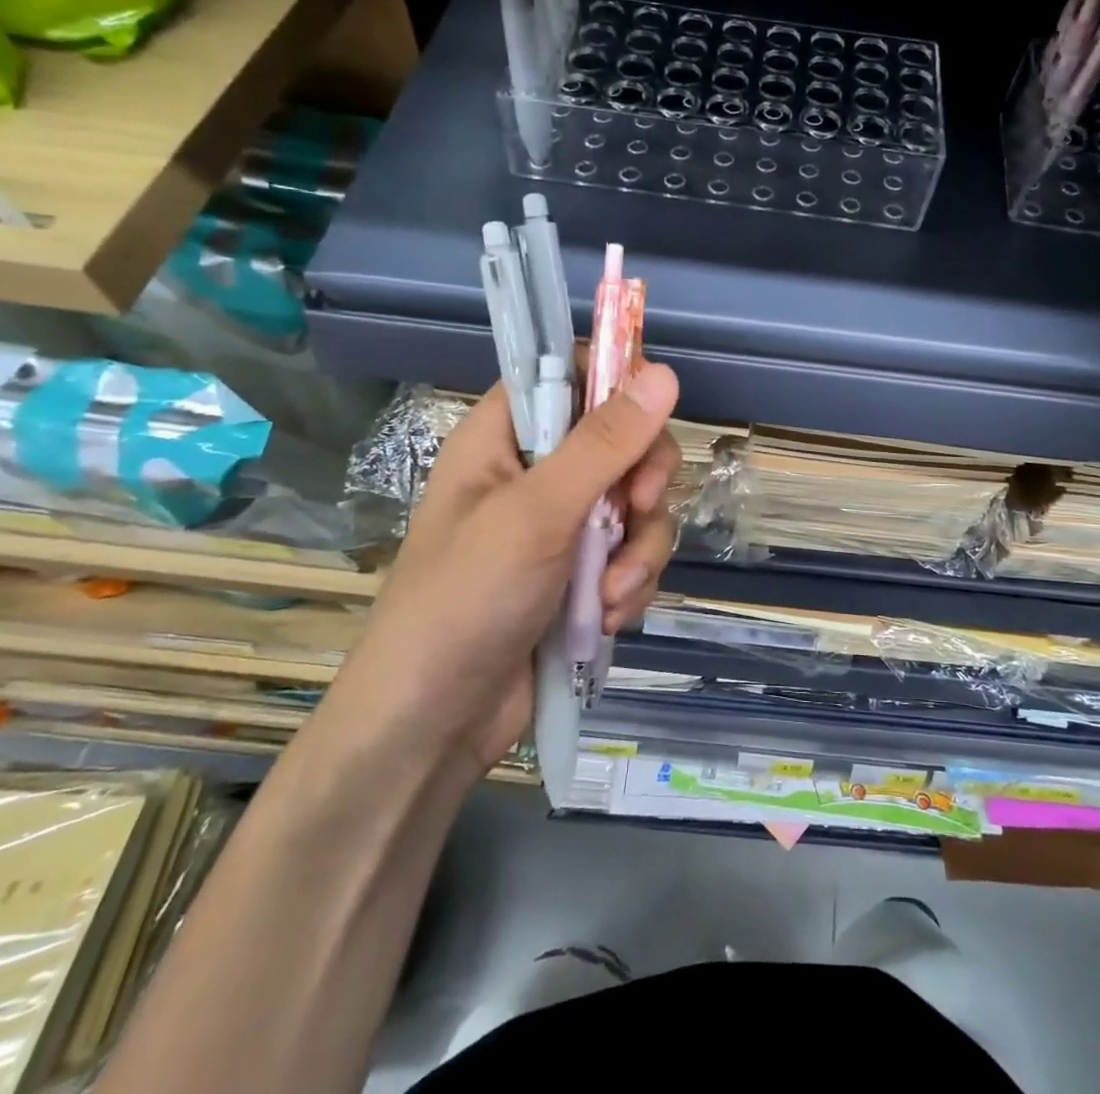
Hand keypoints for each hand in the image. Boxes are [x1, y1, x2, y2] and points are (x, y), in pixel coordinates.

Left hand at [336, 364, 682, 773]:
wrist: (434, 725)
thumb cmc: (466, 599)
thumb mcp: (537, 513)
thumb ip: (604, 443)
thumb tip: (665, 373)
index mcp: (505, 436)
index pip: (570, 373)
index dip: (616, 380)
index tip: (654, 410)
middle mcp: (537, 472)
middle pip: (623, 440)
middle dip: (643, 482)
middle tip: (639, 507)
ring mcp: (562, 526)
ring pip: (637, 504)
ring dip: (638, 550)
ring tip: (609, 594)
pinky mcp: (580, 574)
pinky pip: (632, 553)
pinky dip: (629, 583)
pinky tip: (607, 617)